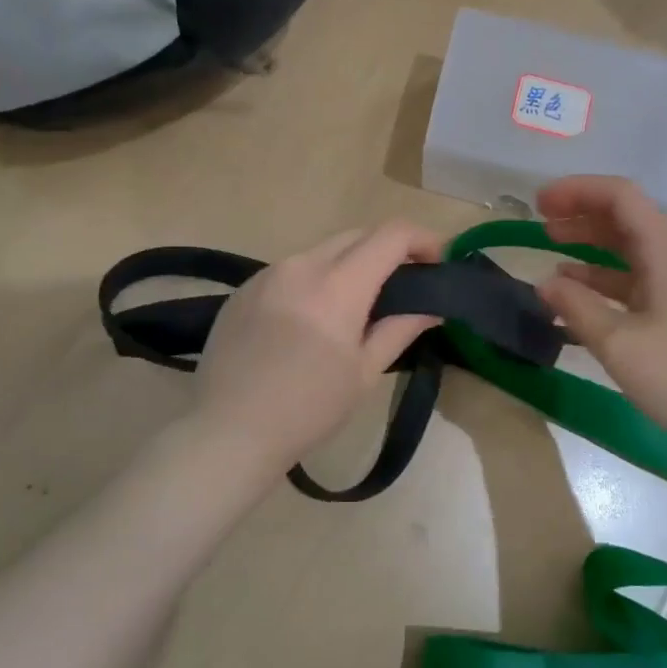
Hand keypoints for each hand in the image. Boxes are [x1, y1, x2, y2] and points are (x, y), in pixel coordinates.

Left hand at [192, 220, 444, 477]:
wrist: (228, 432)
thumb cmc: (308, 409)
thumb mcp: (365, 373)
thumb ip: (400, 329)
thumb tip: (432, 307)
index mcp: (337, 285)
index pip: (391, 235)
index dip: (423, 239)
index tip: (438, 262)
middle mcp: (301, 265)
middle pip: (358, 235)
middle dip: (389, 249)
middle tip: (407, 283)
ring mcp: (267, 274)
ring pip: (323, 250)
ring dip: (352, 264)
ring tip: (360, 304)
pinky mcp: (244, 289)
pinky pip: (292, 269)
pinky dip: (317, 279)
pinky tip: (313, 318)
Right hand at [537, 175, 666, 450]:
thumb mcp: (619, 344)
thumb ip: (577, 307)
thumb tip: (543, 282)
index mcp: (666, 251)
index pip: (620, 196)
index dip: (577, 191)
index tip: (539, 204)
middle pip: (624, 217)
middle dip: (580, 214)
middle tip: (539, 223)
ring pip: (627, 248)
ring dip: (588, 244)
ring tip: (550, 249)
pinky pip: (633, 279)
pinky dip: (601, 278)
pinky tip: (574, 292)